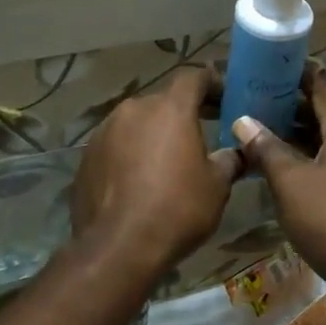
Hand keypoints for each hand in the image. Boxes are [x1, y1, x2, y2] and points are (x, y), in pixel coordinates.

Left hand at [72, 67, 241, 278]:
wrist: (118, 247)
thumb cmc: (177, 209)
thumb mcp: (216, 186)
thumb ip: (229, 160)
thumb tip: (238, 152)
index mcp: (169, 109)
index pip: (193, 77)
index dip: (212, 83)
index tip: (225, 98)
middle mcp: (133, 110)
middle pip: (163, 101)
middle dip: (183, 114)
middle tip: (202, 133)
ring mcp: (104, 132)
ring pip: (136, 123)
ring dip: (154, 134)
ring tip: (169, 160)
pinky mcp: (87, 157)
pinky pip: (116, 146)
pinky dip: (131, 154)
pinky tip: (140, 180)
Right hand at [230, 78, 325, 309]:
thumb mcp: (290, 183)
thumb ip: (266, 148)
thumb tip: (243, 120)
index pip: (324, 89)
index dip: (298, 75)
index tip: (271, 67)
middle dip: (295, 107)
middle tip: (259, 101)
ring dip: (304, 135)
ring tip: (267, 133)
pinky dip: (316, 158)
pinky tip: (290, 169)